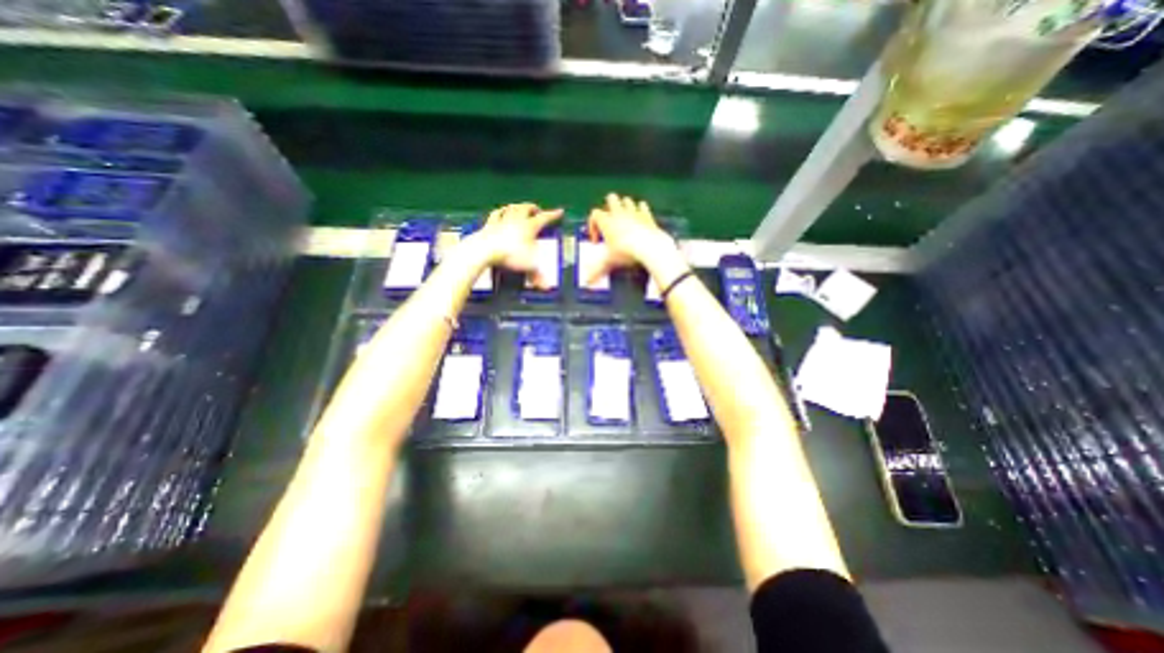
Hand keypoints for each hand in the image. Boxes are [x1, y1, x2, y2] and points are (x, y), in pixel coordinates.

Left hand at [476, 201, 561, 285]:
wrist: (485, 250)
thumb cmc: (510, 255)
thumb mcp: (528, 266)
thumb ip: (537, 275)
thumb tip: (547, 287)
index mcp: (530, 226)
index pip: (544, 218)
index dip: (553, 214)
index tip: (559, 211)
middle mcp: (517, 220)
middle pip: (526, 208)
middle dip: (533, 208)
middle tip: (537, 210)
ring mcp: (502, 220)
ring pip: (511, 208)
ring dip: (517, 206)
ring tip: (520, 208)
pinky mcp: (489, 225)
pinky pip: (496, 214)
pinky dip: (500, 212)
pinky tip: (500, 212)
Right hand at [588, 190, 682, 284]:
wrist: (649, 247)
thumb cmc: (625, 252)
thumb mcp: (609, 263)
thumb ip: (596, 272)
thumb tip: (586, 283)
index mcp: (606, 221)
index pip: (594, 214)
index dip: (593, 226)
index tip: (597, 242)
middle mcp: (619, 213)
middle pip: (611, 198)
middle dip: (609, 207)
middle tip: (611, 224)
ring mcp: (634, 212)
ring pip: (627, 200)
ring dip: (624, 208)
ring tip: (625, 222)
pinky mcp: (647, 216)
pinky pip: (643, 206)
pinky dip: (641, 210)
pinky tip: (640, 220)